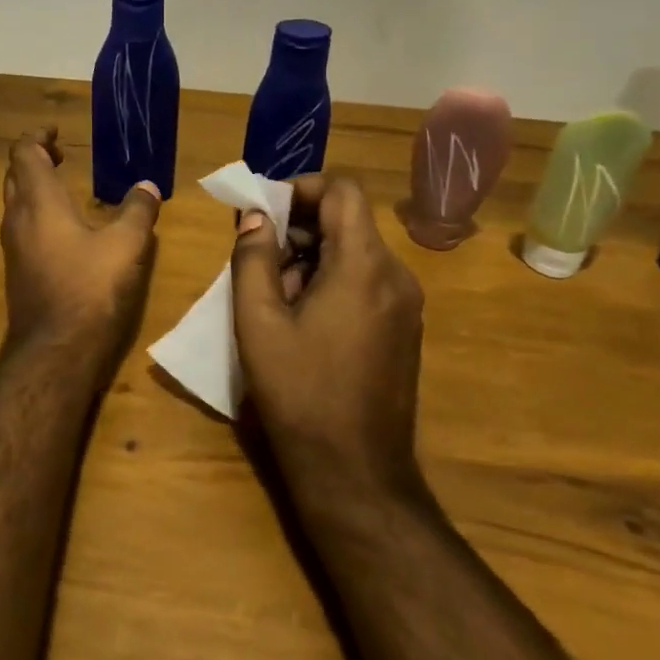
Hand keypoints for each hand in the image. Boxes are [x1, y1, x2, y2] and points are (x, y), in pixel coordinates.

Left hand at [1, 128, 161, 357]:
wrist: (55, 349)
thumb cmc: (90, 287)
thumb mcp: (126, 245)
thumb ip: (137, 211)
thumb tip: (147, 186)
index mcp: (38, 202)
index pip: (24, 154)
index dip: (36, 137)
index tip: (55, 132)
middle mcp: (17, 219)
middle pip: (14, 176)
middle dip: (34, 160)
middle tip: (61, 156)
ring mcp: (13, 248)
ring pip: (15, 204)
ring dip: (33, 189)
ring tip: (63, 188)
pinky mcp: (17, 272)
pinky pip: (21, 229)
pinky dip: (37, 215)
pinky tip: (63, 230)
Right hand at [230, 176, 425, 499]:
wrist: (355, 471)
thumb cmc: (300, 393)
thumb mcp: (259, 323)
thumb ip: (253, 259)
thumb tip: (256, 217)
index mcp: (364, 265)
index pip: (342, 189)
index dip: (299, 187)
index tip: (262, 211)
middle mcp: (396, 275)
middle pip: (349, 220)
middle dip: (299, 226)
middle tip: (256, 255)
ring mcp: (406, 304)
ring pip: (356, 251)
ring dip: (312, 256)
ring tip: (272, 293)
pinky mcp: (404, 328)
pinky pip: (366, 281)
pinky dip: (331, 280)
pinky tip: (301, 318)